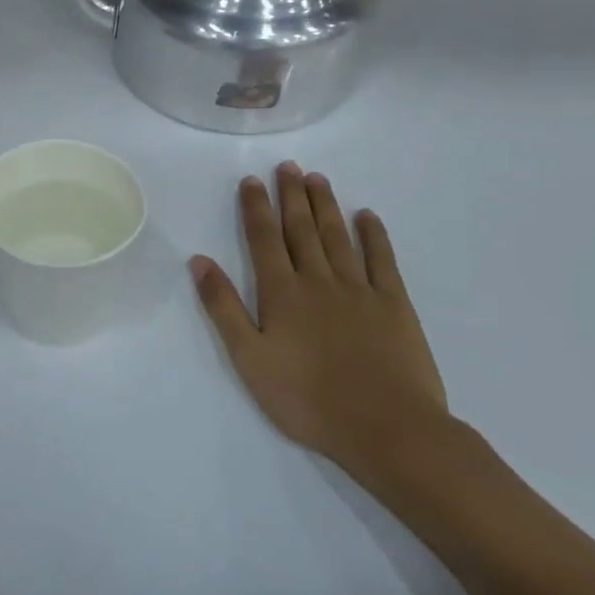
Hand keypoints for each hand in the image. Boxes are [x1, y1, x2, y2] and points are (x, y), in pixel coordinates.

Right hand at [189, 162, 448, 486]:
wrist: (386, 429)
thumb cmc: (307, 398)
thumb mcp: (249, 358)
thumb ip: (223, 307)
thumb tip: (200, 260)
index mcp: (281, 293)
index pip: (263, 239)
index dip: (256, 207)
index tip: (252, 180)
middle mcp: (318, 280)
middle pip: (301, 229)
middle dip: (291, 196)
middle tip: (287, 166)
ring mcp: (360, 290)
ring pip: (338, 237)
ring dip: (325, 206)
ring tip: (317, 179)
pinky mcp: (395, 305)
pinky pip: (383, 260)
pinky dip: (374, 235)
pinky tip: (367, 216)